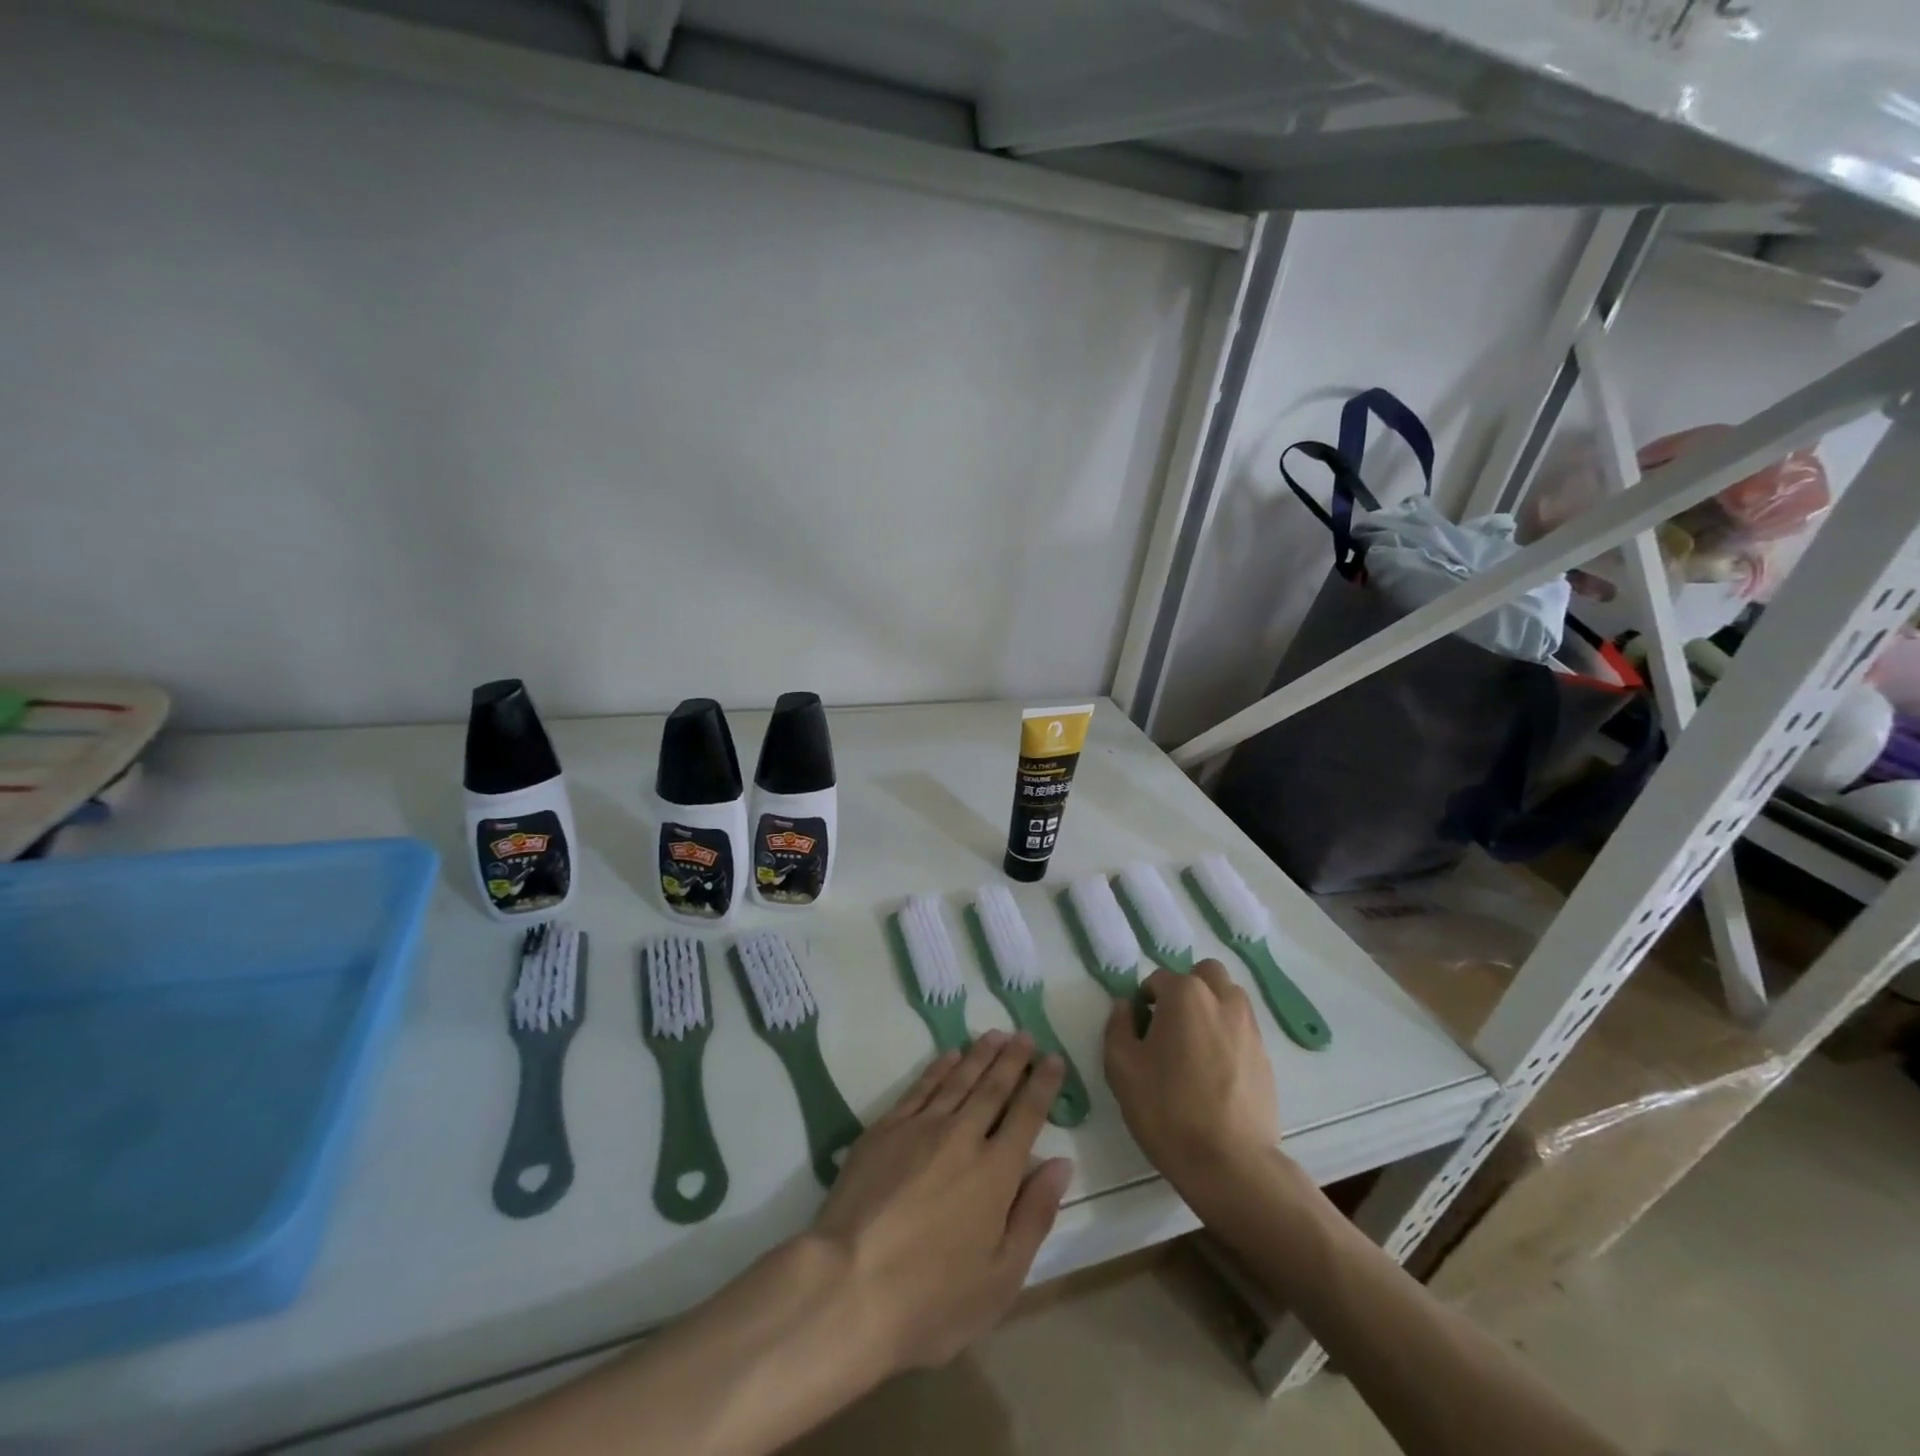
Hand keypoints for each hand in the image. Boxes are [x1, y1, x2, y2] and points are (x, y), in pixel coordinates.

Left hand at [810, 1030, 1071, 1370]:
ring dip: (980, 1055)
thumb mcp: (1001, 1278)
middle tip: (1025, 1035)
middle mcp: (962, 1137)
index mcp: (996, 1172)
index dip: (1042, 1085)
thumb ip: (1034, 1215)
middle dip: (1013, 1060)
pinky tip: (949, 1056)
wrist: (847, 1285)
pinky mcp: (885, 1129)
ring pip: (958, 1079)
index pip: (1027, 1115)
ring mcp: (920, 1128)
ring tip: (996, 1035)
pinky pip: (920, 1087)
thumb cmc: (931, 1299)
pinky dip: (939, 1067)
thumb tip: (1060, 1164)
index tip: (1053, 1058)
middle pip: (993, 1088)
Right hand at [1104, 962, 1285, 1200]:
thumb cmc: (1167, 1110)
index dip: (1144, 1002)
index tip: (1139, 1033)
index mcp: (1185, 995)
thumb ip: (1118, 1026)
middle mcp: (1222, 999)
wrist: (1230, 1164)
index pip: (1158, 979)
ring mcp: (1249, 1027)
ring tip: (1194, 1046)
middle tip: (1170, 1025)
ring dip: (1210, 1007)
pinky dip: (1227, 1035)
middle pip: (1203, 974)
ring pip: (1228, 997)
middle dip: (1185, 989)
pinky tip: (1215, 1072)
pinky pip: (1242, 1029)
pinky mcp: (1266, 1056)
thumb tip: (1126, 1007)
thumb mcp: (1121, 1067)